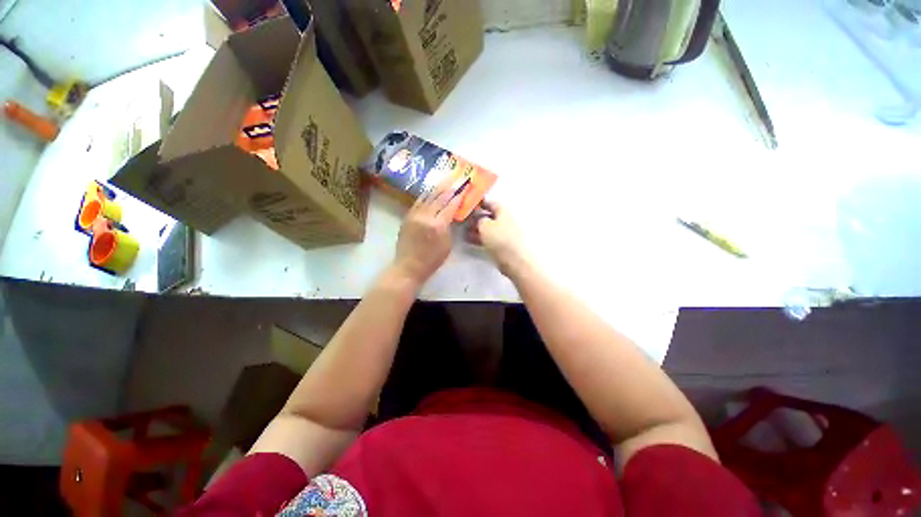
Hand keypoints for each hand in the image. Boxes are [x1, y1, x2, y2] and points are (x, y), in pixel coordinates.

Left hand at [391, 180, 464, 287]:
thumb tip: (453, 214)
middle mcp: (425, 216)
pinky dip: (426, 194)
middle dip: (449, 186)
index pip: (450, 205)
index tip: (465, 187)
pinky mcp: (407, 216)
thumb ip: (450, 227)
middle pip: (439, 197)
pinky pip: (418, 201)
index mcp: (438, 225)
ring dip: (437, 187)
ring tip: (445, 179)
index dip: (459, 195)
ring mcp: (414, 215)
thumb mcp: (447, 245)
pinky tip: (431, 190)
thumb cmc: (432, 260)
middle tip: (457, 178)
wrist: (408, 266)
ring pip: (427, 196)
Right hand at [466, 200, 530, 275]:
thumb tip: (478, 218)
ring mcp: (505, 234)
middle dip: (477, 219)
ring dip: (477, 230)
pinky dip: (481, 238)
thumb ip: (479, 219)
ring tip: (465, 232)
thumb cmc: (500, 239)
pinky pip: (490, 239)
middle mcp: (506, 220)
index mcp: (504, 211)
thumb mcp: (485, 225)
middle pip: (490, 217)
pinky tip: (471, 241)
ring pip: (489, 229)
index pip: (491, 203)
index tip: (469, 206)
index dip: (480, 204)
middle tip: (465, 221)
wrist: (515, 260)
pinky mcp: (504, 245)